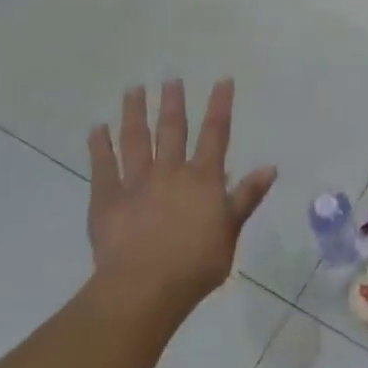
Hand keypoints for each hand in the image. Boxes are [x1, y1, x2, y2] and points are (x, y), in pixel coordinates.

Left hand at [86, 80, 276, 316]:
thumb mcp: (231, 231)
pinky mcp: (107, 200)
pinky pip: (102, 166)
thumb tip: (269, 167)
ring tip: (134, 90)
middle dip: (173, 103)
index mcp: (203, 179)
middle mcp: (171, 172)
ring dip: (135, 113)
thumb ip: (246, 197)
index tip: (222, 80)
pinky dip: (99, 146)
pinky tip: (97, 128)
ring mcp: (136, 183)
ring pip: (136, 140)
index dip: (220, 106)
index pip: (216, 134)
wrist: (144, 288)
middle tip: (171, 79)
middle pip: (173, 130)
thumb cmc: (196, 263)